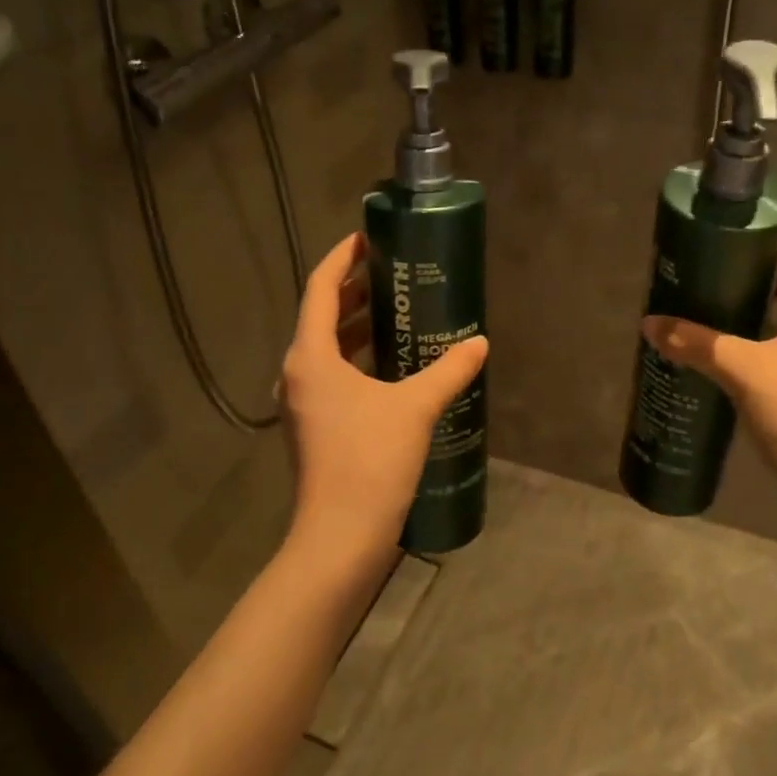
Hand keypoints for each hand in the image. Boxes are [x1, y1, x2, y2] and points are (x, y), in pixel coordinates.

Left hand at [279, 233, 487, 577]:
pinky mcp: (314, 426)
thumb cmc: (371, 460)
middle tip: (392, 275)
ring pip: (326, 348)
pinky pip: (332, 375)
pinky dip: (357, 359)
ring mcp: (302, 403)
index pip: (320, 287)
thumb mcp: (416, 407)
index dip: (342, 257)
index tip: (368, 239)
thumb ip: (449, 370)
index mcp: (311, 356)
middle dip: (353, 290)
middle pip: (321, 315)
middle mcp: (298, 373)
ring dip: (356, 326)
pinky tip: (392, 365)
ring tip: (395, 313)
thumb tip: (478, 342)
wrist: (340, 536)